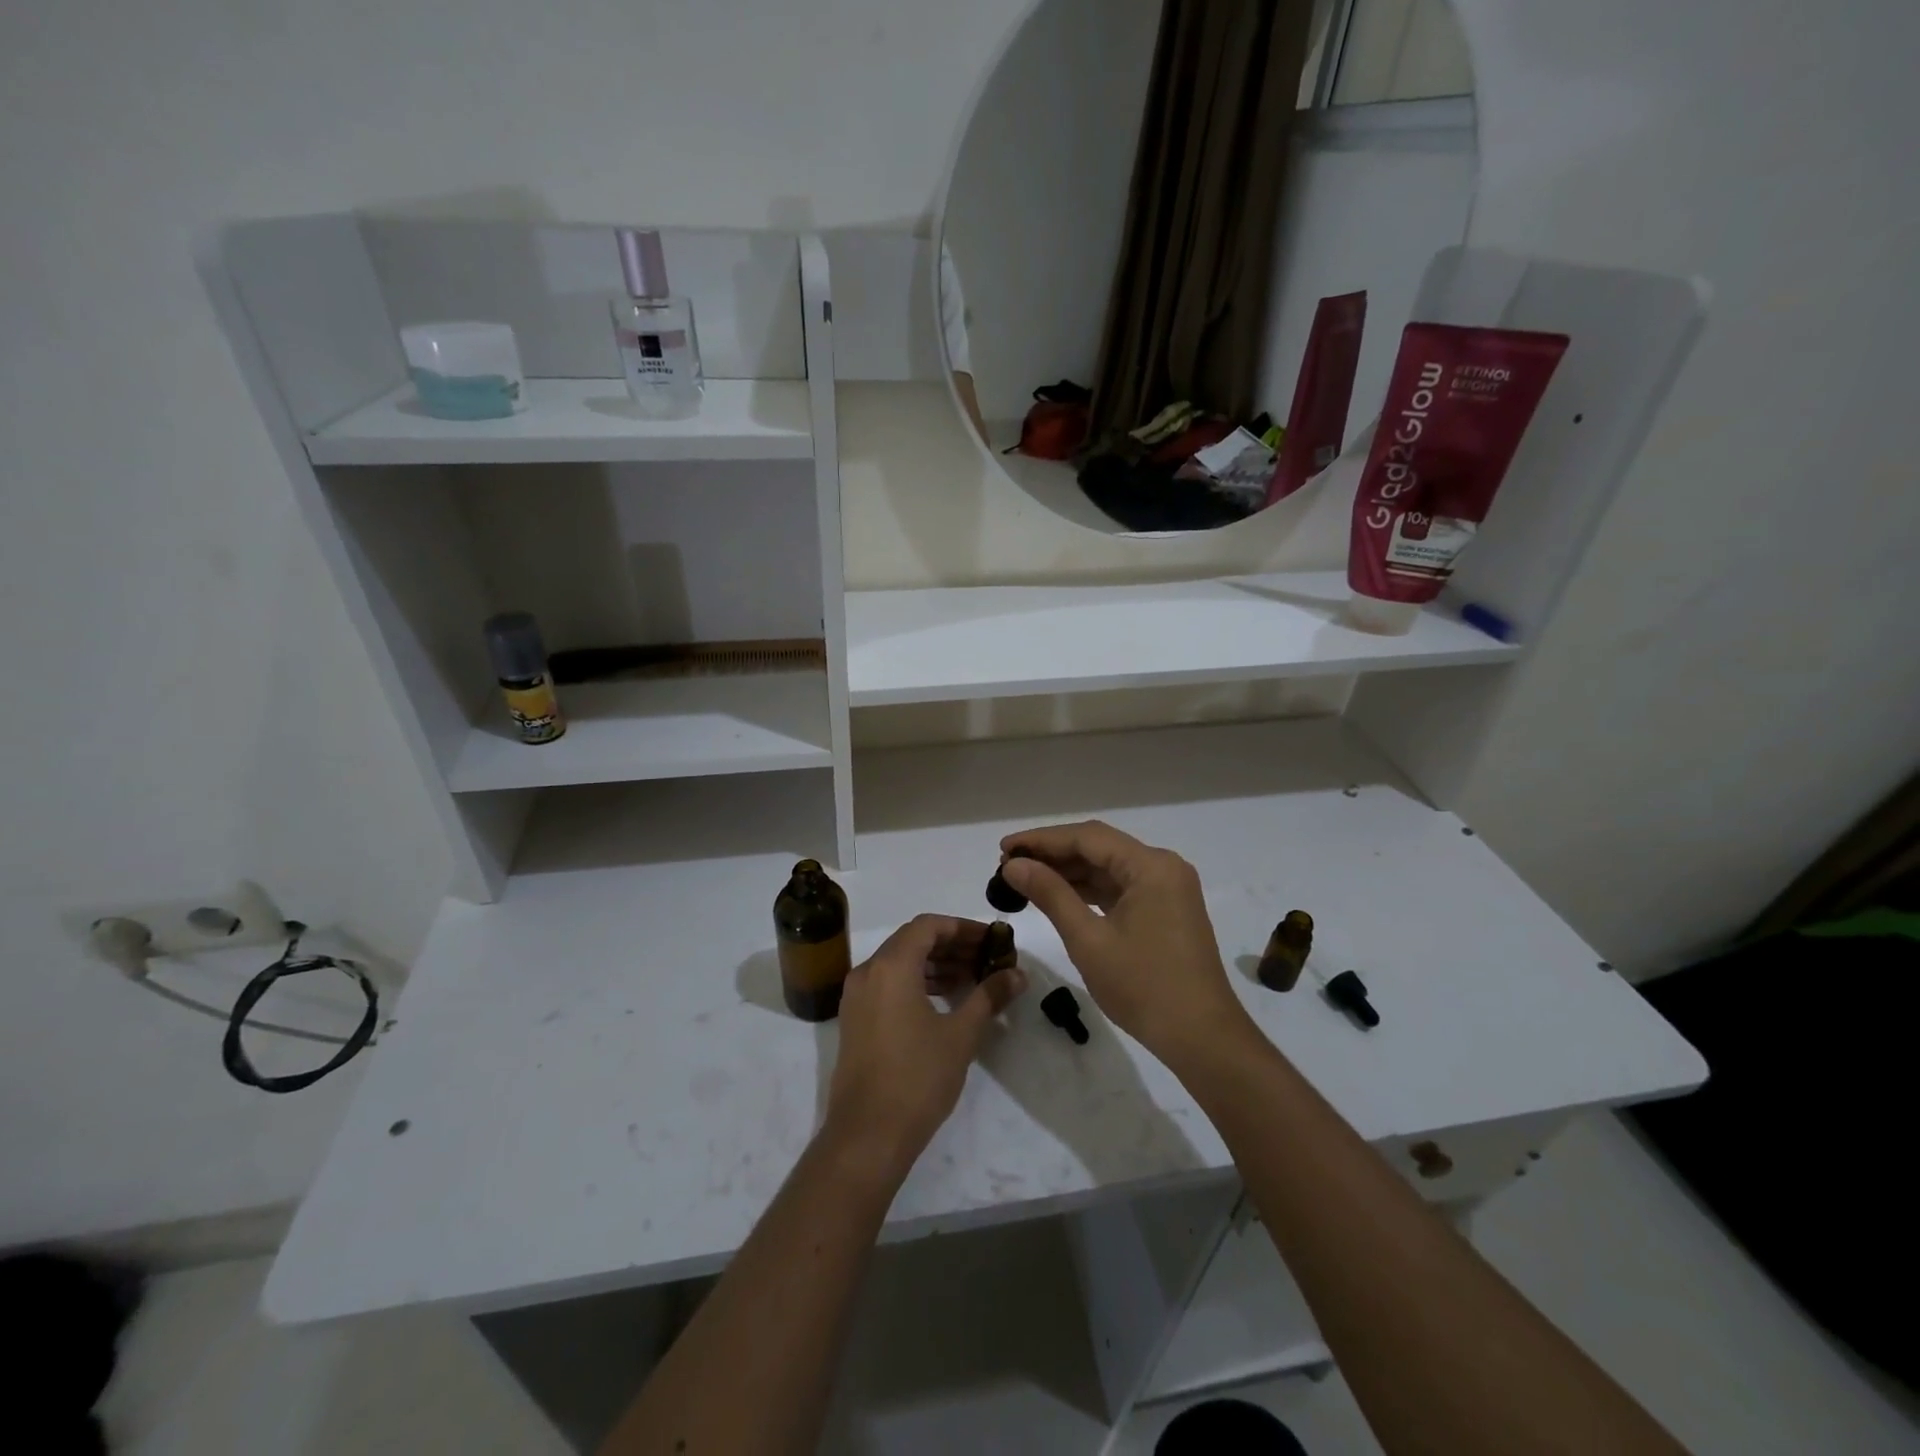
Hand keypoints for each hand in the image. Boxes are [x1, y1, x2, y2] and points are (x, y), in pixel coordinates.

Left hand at [823, 915, 1027, 1180]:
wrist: (868, 1135)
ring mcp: (857, 996)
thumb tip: (1017, 974)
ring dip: (936, 964)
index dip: (963, 928)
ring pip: (900, 963)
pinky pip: (888, 984)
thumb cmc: (917, 1078)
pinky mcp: (856, 1019)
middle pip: (913, 941)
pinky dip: (917, 982)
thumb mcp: (961, 1035)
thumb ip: (989, 996)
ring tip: (972, 978)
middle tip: (987, 958)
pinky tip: (945, 1000)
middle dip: (952, 945)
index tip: (992, 940)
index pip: (929, 926)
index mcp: (891, 966)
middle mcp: (868, 972)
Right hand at [1000, 821, 1252, 1071]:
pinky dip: (1089, 890)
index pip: (1087, 837)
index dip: (1042, 839)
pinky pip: (1120, 887)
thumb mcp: (1088, 940)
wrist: (1202, 1038)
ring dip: (1069, 871)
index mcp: (1151, 866)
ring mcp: (1167, 888)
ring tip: (1025, 879)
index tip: (1003, 848)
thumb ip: (1051, 894)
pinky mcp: (1166, 909)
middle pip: (1099, 847)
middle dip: (1053, 854)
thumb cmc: (1144, 987)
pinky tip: (1058, 896)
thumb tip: (1014, 865)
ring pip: (1109, 867)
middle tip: (1009, 864)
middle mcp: (1163, 867)